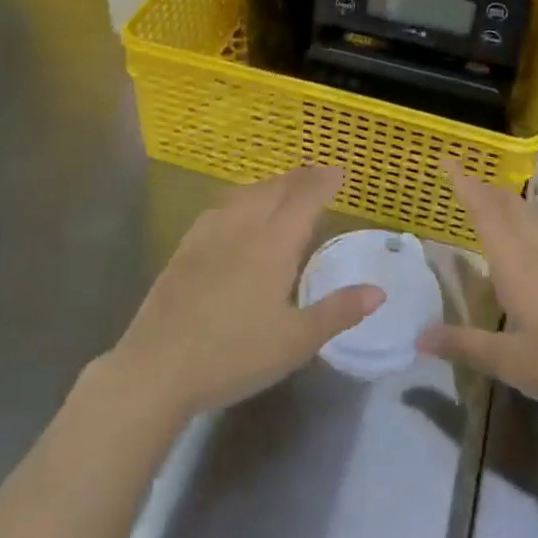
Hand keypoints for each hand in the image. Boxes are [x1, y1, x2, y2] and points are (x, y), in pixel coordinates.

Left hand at [102, 166, 381, 421]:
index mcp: (274, 242)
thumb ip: (338, 311)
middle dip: (300, 178)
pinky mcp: (186, 246)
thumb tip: (379, 291)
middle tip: (318, 175)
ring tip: (284, 188)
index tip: (340, 171)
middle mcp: (243, 226)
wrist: (158, 366)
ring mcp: (210, 233)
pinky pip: (221, 207)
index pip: (305, 198)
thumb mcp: (296, 341)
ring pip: (247, 194)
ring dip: (271, 185)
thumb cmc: (235, 355)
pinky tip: (238, 212)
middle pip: (276, 189)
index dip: (324, 181)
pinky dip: (242, 198)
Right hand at [419, 162, 537, 423]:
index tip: (447, 159)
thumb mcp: (511, 363)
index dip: (464, 183)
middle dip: (485, 190)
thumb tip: (420, 336)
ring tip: (498, 208)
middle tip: (464, 183)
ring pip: (536, 216)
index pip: (483, 210)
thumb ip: (464, 344)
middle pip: (509, 205)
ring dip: (512, 205)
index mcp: (515, 261)